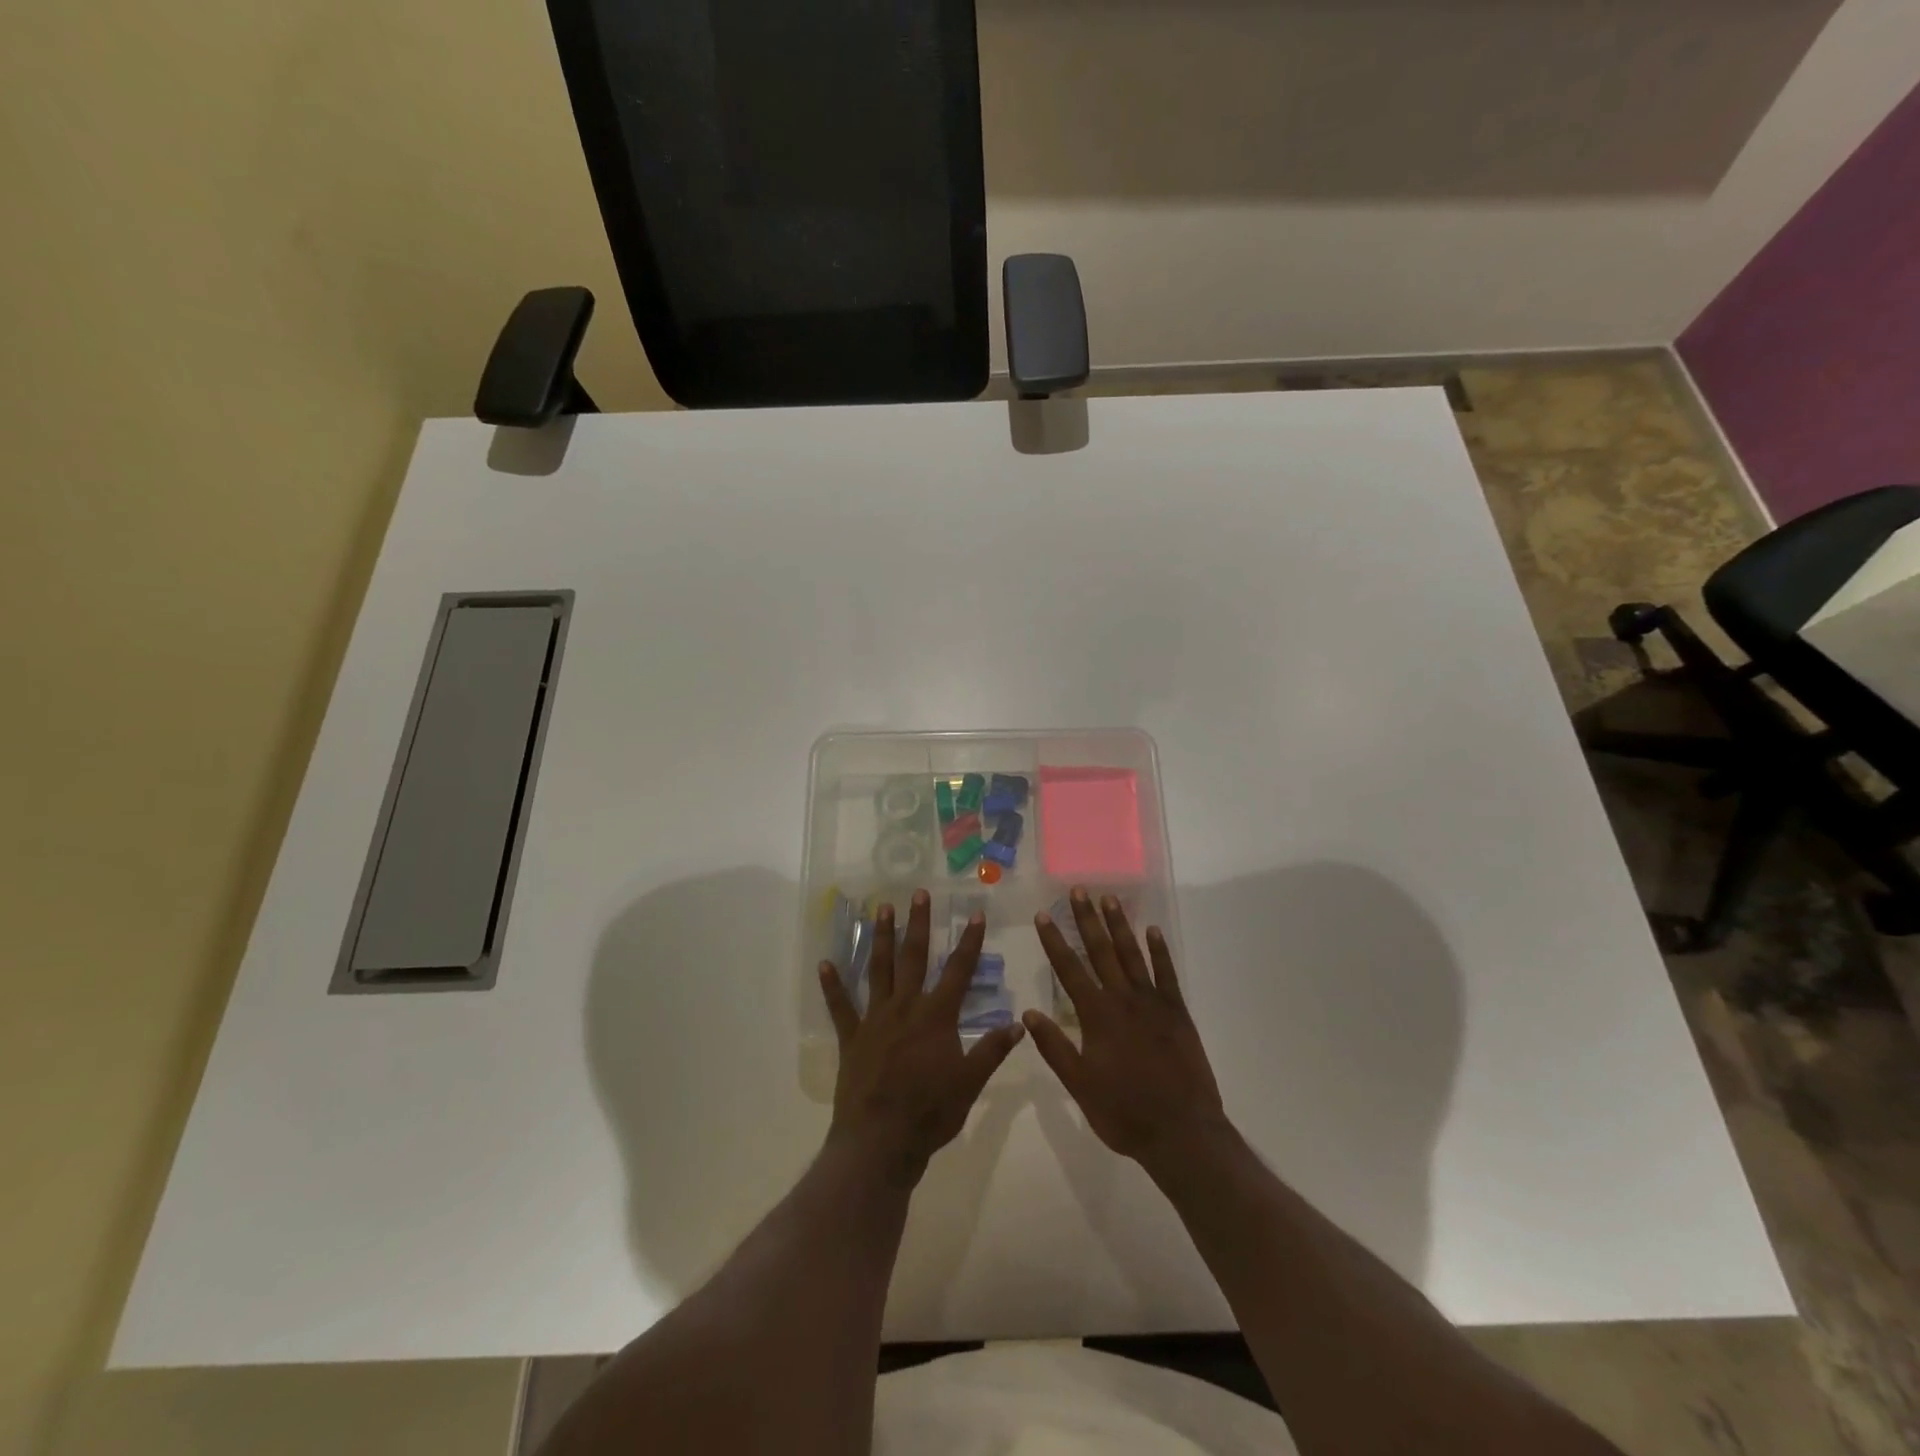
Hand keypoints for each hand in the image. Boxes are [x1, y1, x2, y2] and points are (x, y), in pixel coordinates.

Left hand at [819, 891, 1024, 1185]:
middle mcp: (905, 1007)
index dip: (969, 942)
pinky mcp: (852, 1037)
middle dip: (919, 924)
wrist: (881, 1141)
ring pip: (878, 970)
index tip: (975, 914)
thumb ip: (992, 1050)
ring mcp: (875, 1019)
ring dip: (881, 938)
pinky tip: (824, 963)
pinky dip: (832, 985)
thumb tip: (1019, 1022)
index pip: (958, 971)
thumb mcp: (971, 1083)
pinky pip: (840, 1007)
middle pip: (914, 957)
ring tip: (881, 908)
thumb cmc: (931, 1113)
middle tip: (919, 893)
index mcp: (937, 1016)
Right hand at [1024, 888, 1227, 1166]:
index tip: (1043, 915)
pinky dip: (1159, 951)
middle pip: (1101, 952)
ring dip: (1119, 926)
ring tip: (1109, 899)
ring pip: (1132, 955)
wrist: (1182, 1132)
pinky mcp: (1177, 1013)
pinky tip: (1152, 931)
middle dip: (1087, 920)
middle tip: (1078, 891)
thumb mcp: (1080, 1085)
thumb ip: (1055, 1047)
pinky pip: (1167, 974)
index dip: (1054, 941)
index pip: (1069, 970)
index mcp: (1097, 1016)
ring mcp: (1153, 1003)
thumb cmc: (1124, 1113)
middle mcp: (1123, 1000)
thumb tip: (1028, 1012)